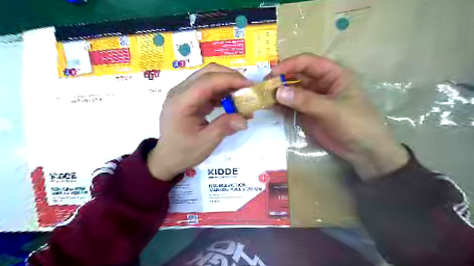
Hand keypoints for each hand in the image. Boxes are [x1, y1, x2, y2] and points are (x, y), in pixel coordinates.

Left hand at [148, 64, 252, 181]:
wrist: (167, 158)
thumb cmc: (183, 152)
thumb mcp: (206, 143)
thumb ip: (224, 127)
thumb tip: (245, 119)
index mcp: (181, 102)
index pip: (208, 81)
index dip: (230, 80)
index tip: (250, 85)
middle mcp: (180, 92)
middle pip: (208, 72)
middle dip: (231, 77)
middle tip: (248, 89)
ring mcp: (183, 93)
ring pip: (209, 77)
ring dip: (227, 83)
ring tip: (242, 96)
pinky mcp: (189, 97)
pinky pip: (208, 87)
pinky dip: (222, 91)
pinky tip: (231, 102)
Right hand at [273, 53, 408, 179]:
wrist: (362, 150)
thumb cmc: (355, 123)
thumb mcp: (331, 109)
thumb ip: (305, 100)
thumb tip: (278, 92)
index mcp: (333, 74)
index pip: (307, 62)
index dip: (289, 65)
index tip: (272, 73)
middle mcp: (320, 84)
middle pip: (296, 75)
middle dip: (280, 79)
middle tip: (263, 87)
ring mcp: (312, 99)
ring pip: (292, 91)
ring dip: (279, 93)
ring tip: (264, 97)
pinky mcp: (307, 113)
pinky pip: (291, 105)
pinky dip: (281, 106)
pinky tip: (271, 107)